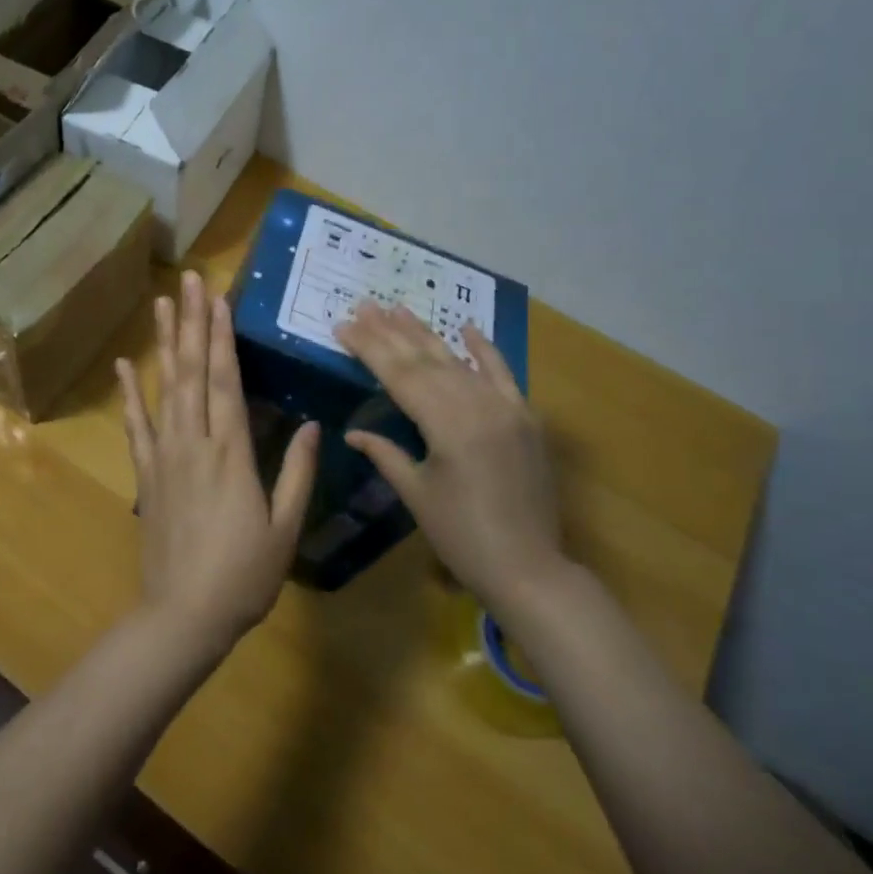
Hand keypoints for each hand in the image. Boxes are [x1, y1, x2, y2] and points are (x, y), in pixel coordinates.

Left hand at [117, 271, 319, 651]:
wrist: (184, 616)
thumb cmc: (244, 576)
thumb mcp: (285, 528)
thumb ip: (296, 473)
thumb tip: (310, 425)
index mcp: (231, 453)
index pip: (226, 380)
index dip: (222, 336)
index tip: (218, 298)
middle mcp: (194, 442)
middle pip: (193, 371)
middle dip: (193, 322)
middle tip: (188, 279)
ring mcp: (165, 456)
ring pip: (164, 388)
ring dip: (165, 343)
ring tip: (162, 304)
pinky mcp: (146, 474)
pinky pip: (136, 425)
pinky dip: (130, 394)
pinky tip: (124, 366)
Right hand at [336, 302, 568, 609]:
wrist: (529, 568)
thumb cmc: (462, 537)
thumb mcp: (417, 495)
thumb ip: (386, 454)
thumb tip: (351, 433)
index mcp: (447, 425)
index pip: (399, 375)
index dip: (369, 348)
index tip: (343, 324)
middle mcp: (478, 406)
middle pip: (426, 360)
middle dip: (391, 332)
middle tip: (364, 305)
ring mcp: (506, 408)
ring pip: (458, 361)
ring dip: (427, 334)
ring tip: (398, 308)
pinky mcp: (525, 418)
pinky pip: (503, 375)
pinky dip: (485, 350)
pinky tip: (466, 327)